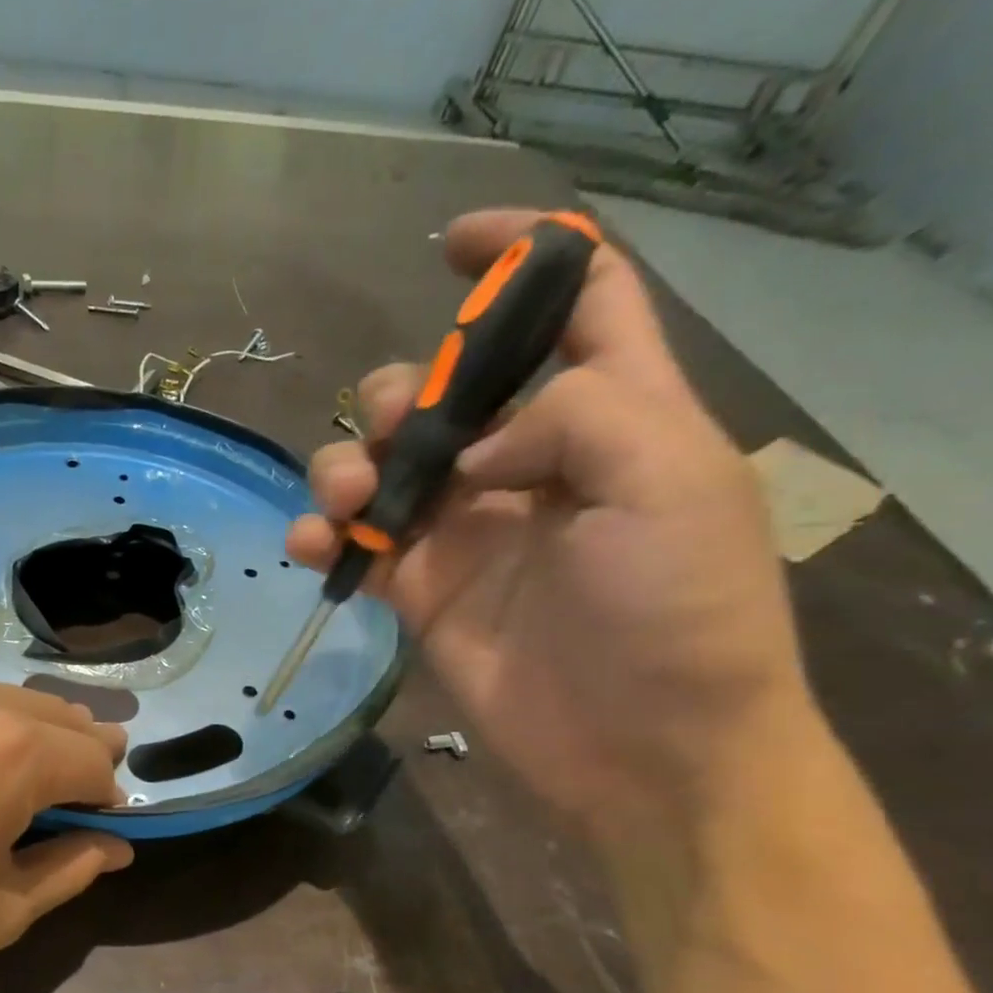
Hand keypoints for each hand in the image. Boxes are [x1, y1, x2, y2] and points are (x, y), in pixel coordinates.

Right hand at [290, 209, 816, 843]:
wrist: (641, 746)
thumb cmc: (676, 610)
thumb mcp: (668, 482)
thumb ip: (575, 417)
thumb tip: (471, 448)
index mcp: (612, 414)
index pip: (575, 302)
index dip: (520, 257)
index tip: (451, 246)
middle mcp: (528, 463)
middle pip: (446, 389)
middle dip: (404, 392)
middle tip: (397, 434)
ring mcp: (465, 530)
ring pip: (383, 466)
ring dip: (346, 467)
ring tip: (346, 503)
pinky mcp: (418, 589)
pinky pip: (354, 547)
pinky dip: (324, 538)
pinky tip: (316, 548)